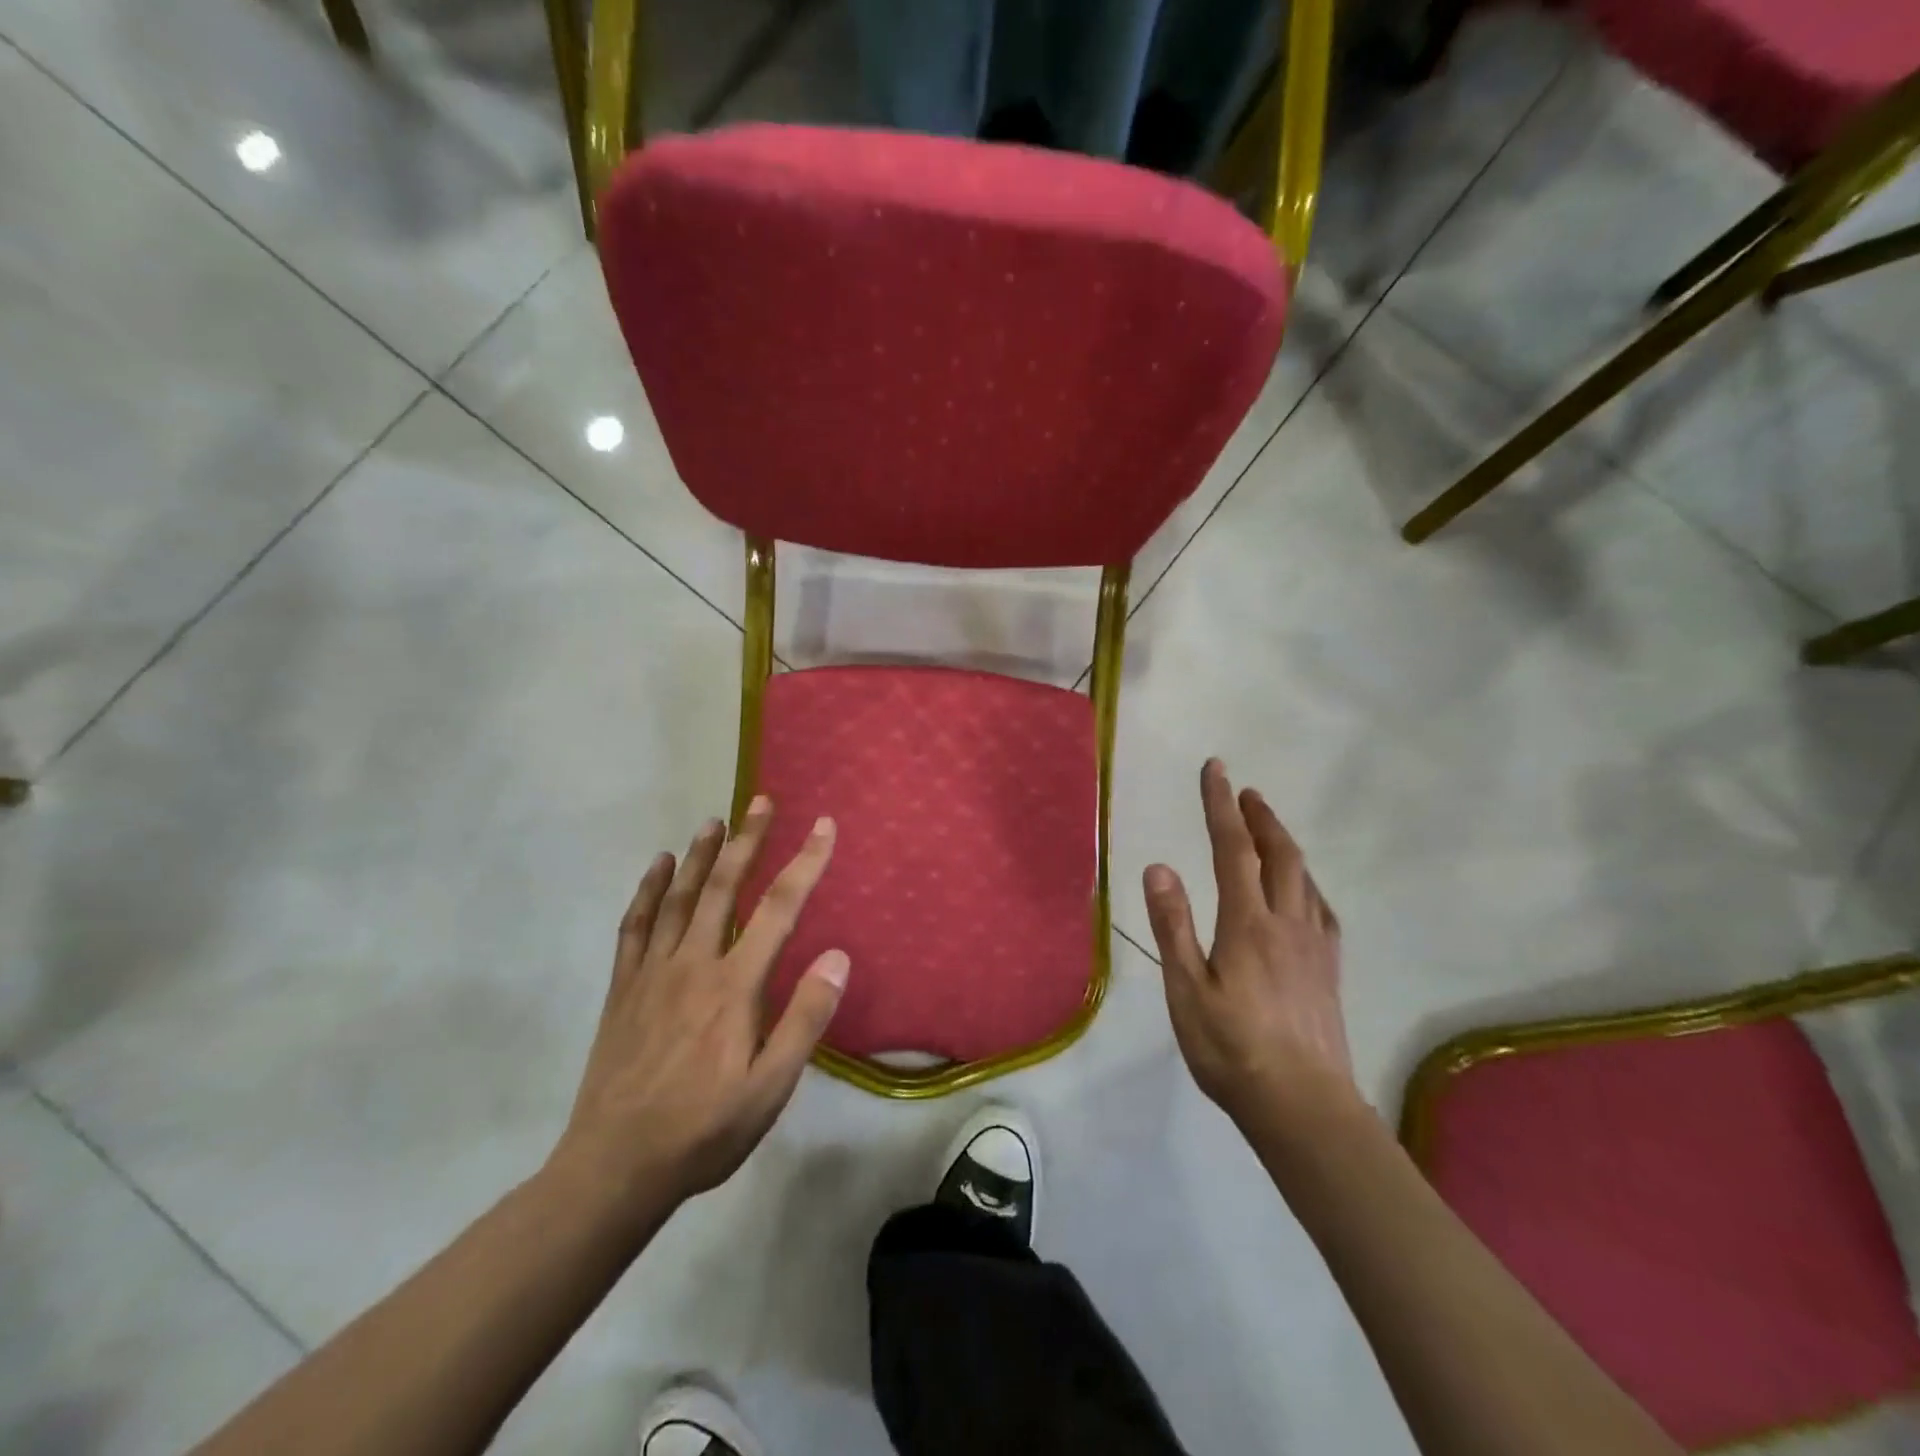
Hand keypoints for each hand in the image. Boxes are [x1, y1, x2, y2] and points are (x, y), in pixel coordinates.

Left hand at [551, 798, 848, 1211]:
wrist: (615, 1167)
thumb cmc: (705, 1129)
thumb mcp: (771, 1087)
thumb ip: (805, 1018)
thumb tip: (837, 956)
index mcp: (735, 986)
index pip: (779, 909)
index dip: (805, 863)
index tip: (823, 826)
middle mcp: (694, 964)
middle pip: (724, 888)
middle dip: (748, 840)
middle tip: (762, 801)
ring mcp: (652, 973)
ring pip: (678, 897)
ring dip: (700, 855)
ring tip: (716, 821)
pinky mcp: (624, 988)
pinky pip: (635, 926)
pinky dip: (647, 890)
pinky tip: (657, 866)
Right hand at [1143, 759, 1357, 1133]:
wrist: (1303, 1106)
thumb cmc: (1232, 1049)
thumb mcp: (1187, 990)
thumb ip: (1173, 925)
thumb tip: (1159, 866)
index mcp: (1248, 923)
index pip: (1234, 849)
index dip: (1221, 806)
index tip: (1216, 769)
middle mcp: (1287, 923)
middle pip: (1279, 854)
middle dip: (1261, 816)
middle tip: (1246, 791)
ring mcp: (1315, 946)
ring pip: (1305, 877)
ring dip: (1285, 843)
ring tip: (1269, 828)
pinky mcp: (1329, 970)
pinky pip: (1321, 908)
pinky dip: (1307, 881)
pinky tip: (1304, 891)